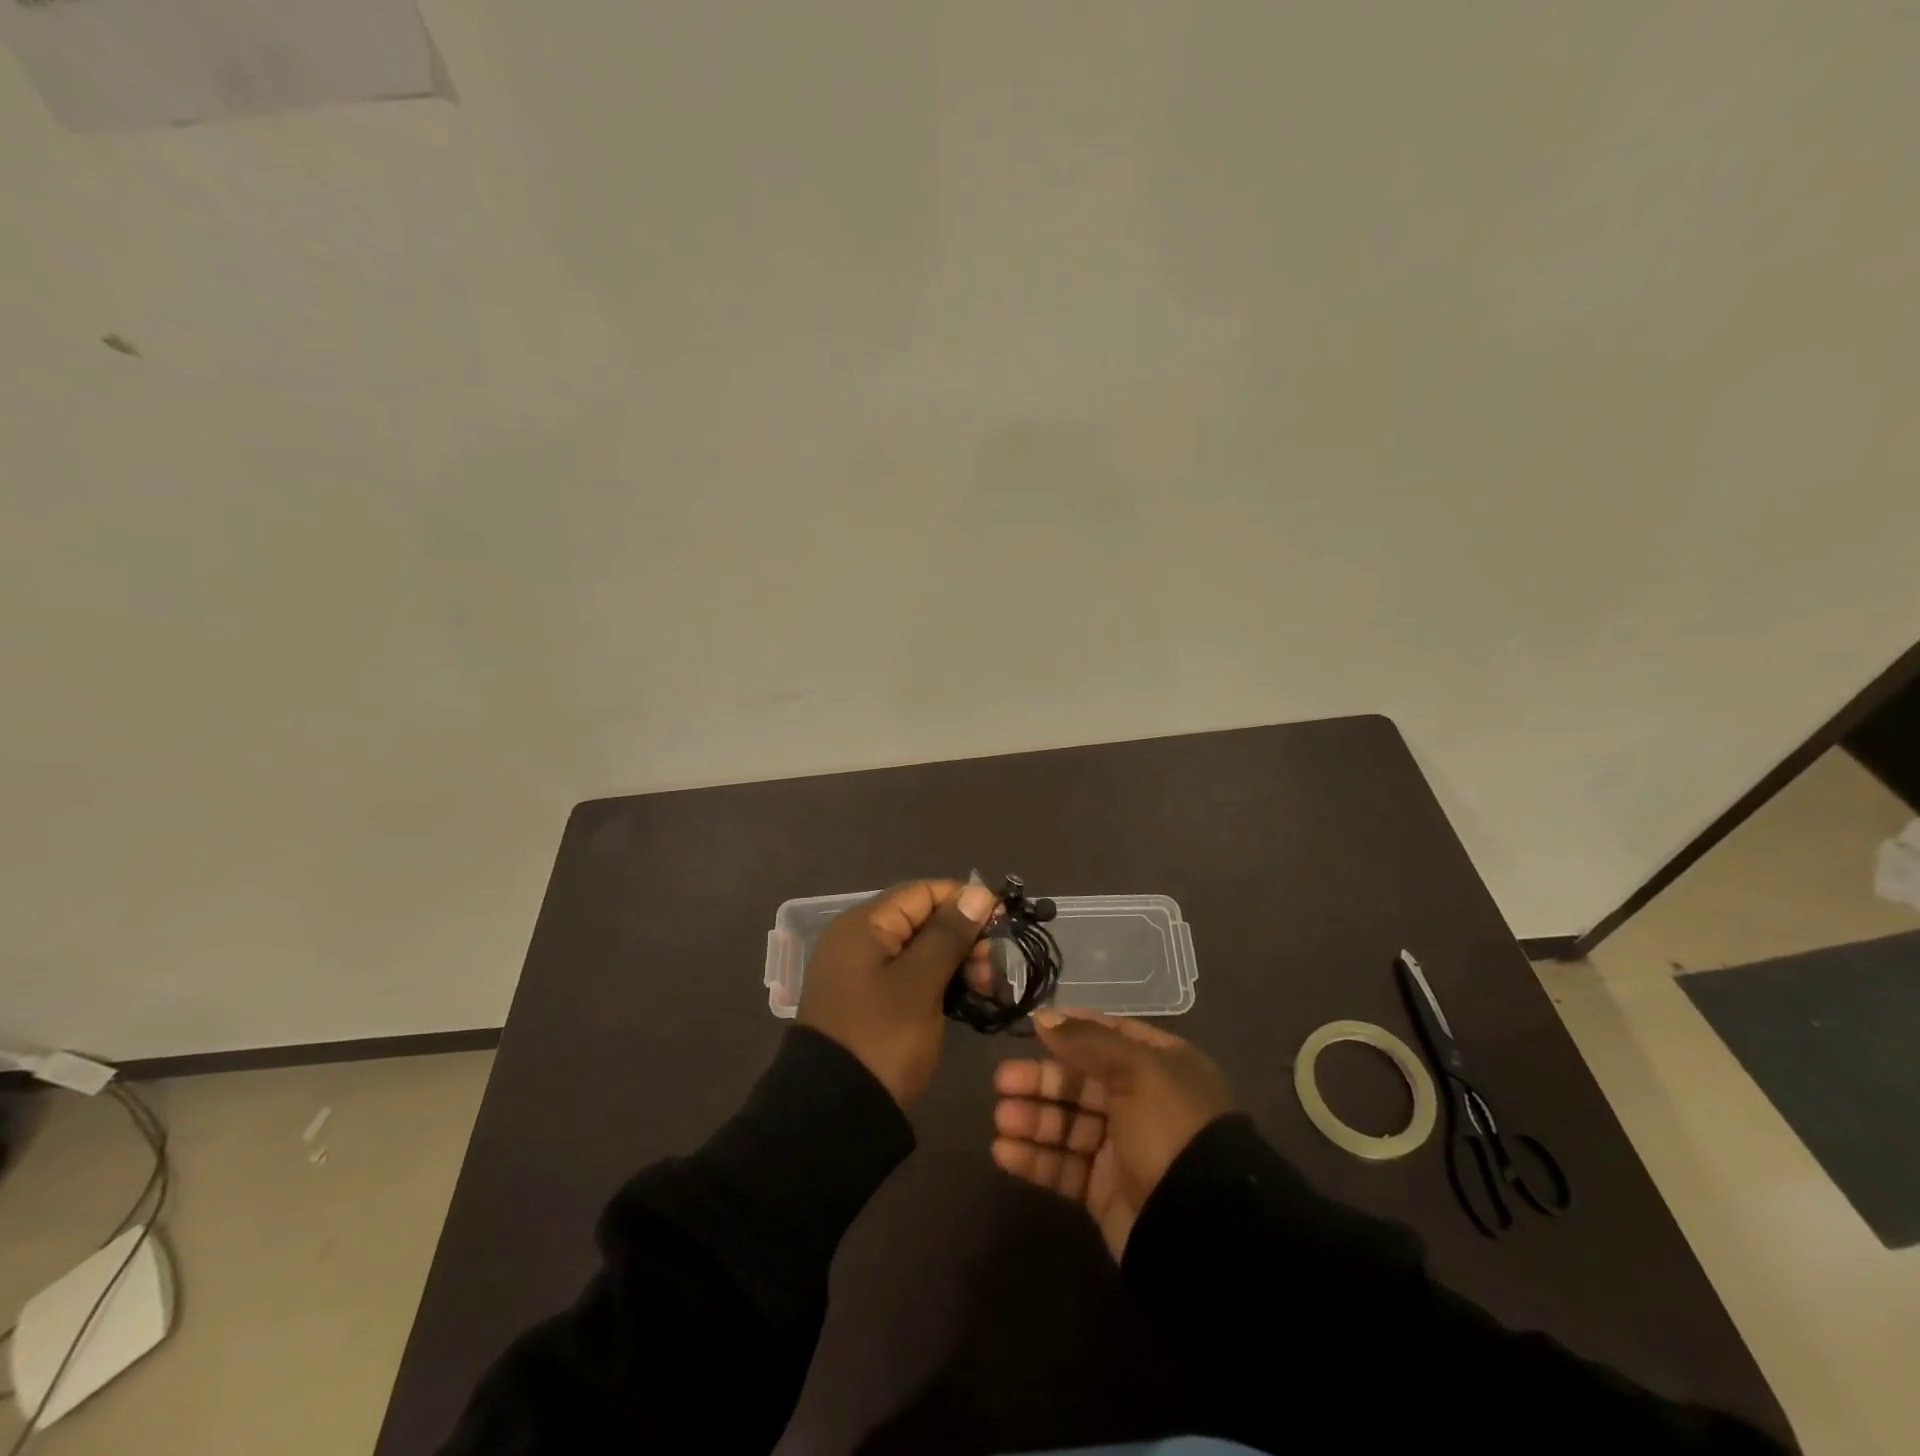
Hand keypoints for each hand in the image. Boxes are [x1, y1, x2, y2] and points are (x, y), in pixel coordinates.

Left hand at [798, 879, 998, 1109]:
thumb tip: (979, 891)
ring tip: (988, 987)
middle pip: (922, 920)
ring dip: (957, 962)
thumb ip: (949, 934)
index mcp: (865, 925)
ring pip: (921, 950)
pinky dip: (940, 982)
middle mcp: (860, 940)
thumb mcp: (920, 983)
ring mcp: (863, 973)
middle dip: (964, 936)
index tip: (1003, 922)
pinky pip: (911, 977)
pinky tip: (968, 998)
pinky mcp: (870, 1002)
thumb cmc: (881, 1038)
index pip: (923, 892)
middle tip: (995, 967)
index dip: (965, 900)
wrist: (833, 1115)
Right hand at [991, 1009, 1233, 1258]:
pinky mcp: (1103, 1190)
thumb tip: (1044, 1017)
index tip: (1033, 1027)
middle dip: (1041, 1080)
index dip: (1072, 1030)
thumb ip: (1087, 1041)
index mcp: (1160, 1066)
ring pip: (1067, 1124)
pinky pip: (1063, 1166)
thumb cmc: (1172, 1128)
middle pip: (1080, 1082)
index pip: (1110, 1036)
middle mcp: (1141, 1102)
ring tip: (1001, 1119)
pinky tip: (1004, 1152)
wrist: (1202, 1227)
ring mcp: (1122, 1148)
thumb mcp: (1137, 1070)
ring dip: (1032, 1119)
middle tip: (1002, 1081)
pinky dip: (1034, 1159)